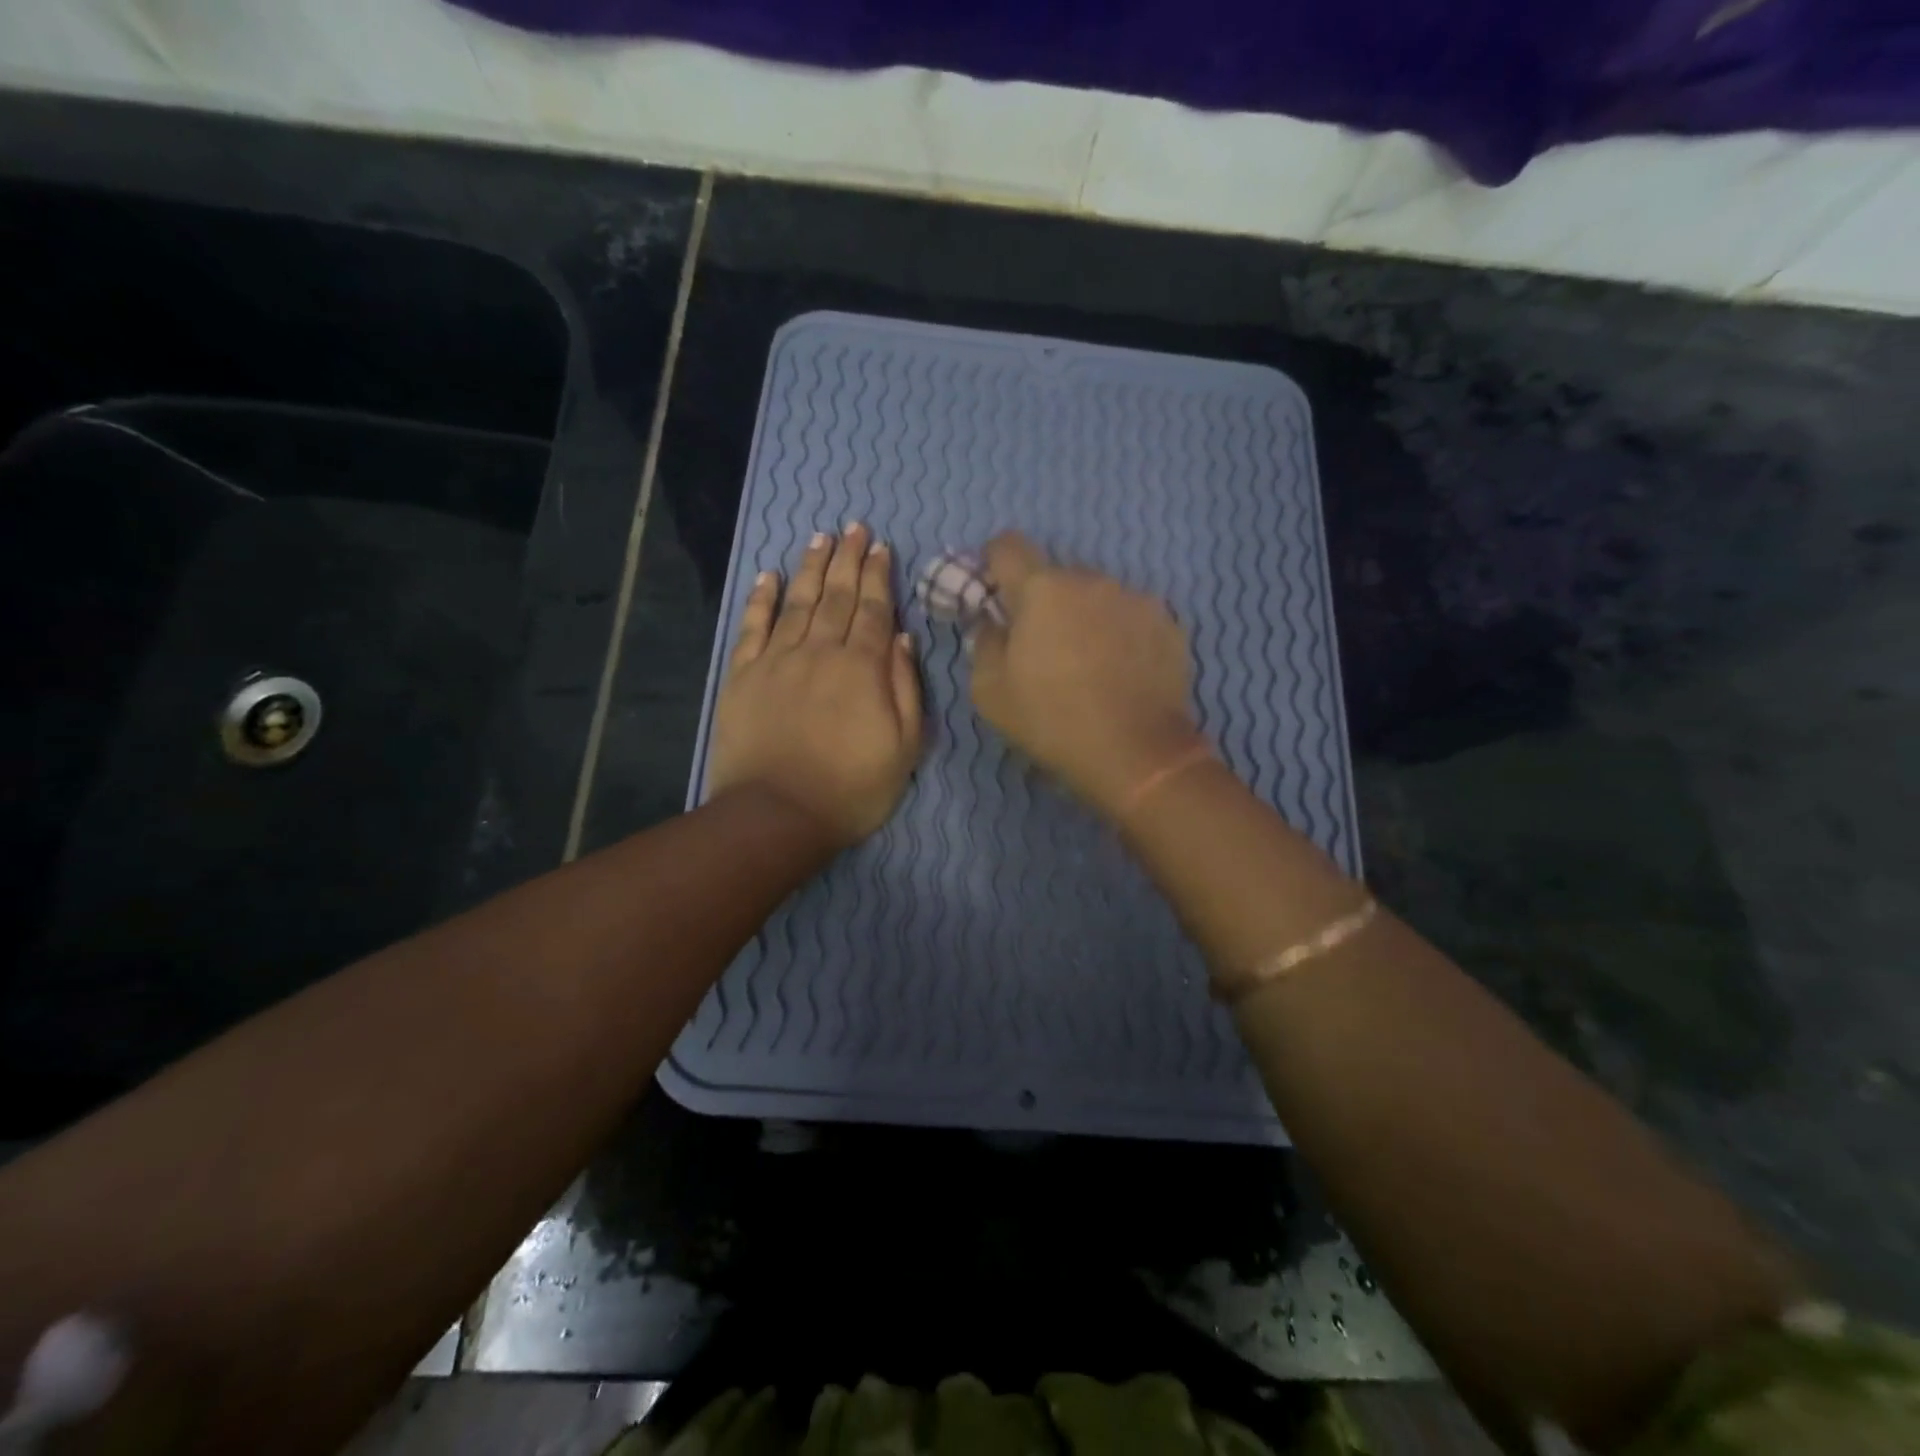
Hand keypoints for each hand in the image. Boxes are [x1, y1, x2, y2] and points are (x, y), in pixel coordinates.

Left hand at [706, 524, 923, 846]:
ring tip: (821, 539)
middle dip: (848, 559)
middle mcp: (820, 652)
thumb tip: (900, 636)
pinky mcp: (744, 676)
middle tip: (854, 526)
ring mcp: (777, 661)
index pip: (873, 609)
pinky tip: (769, 577)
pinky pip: (753, 627)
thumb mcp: (904, 746)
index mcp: (862, 668)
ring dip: (811, 568)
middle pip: (837, 596)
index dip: (878, 576)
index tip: (881, 547)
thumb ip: (905, 686)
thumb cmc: (852, 788)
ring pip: (798, 603)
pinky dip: (762, 599)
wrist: (778, 815)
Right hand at [968, 532, 1202, 816]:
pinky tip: (1122, 673)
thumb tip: (992, 625)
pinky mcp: (1170, 624)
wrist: (1136, 753)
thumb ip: (983, 644)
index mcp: (1042, 589)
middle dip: (1044, 602)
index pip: (1007, 546)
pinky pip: (1132, 617)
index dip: (993, 563)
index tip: (994, 592)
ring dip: (1085, 617)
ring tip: (1089, 664)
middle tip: (1043, 646)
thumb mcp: (989, 691)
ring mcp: (1136, 599)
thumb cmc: (1051, 720)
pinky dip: (1121, 634)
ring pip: (1097, 597)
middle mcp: (1092, 580)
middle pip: (1056, 576)